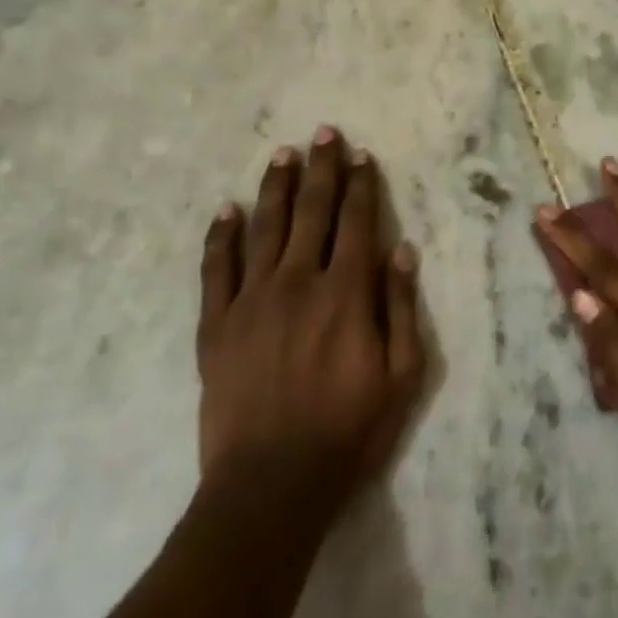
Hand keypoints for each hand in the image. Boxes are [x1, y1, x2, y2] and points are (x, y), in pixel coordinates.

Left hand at [196, 126, 425, 519]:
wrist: (271, 484)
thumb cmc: (349, 431)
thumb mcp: (402, 376)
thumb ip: (401, 308)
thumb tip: (401, 249)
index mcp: (346, 293)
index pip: (357, 222)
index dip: (361, 185)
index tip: (360, 155)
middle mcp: (298, 282)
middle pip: (312, 212)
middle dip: (321, 169)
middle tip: (323, 133)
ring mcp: (251, 300)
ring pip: (264, 228)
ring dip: (275, 187)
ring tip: (282, 154)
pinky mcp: (215, 325)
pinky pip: (216, 269)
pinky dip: (220, 236)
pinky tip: (225, 211)